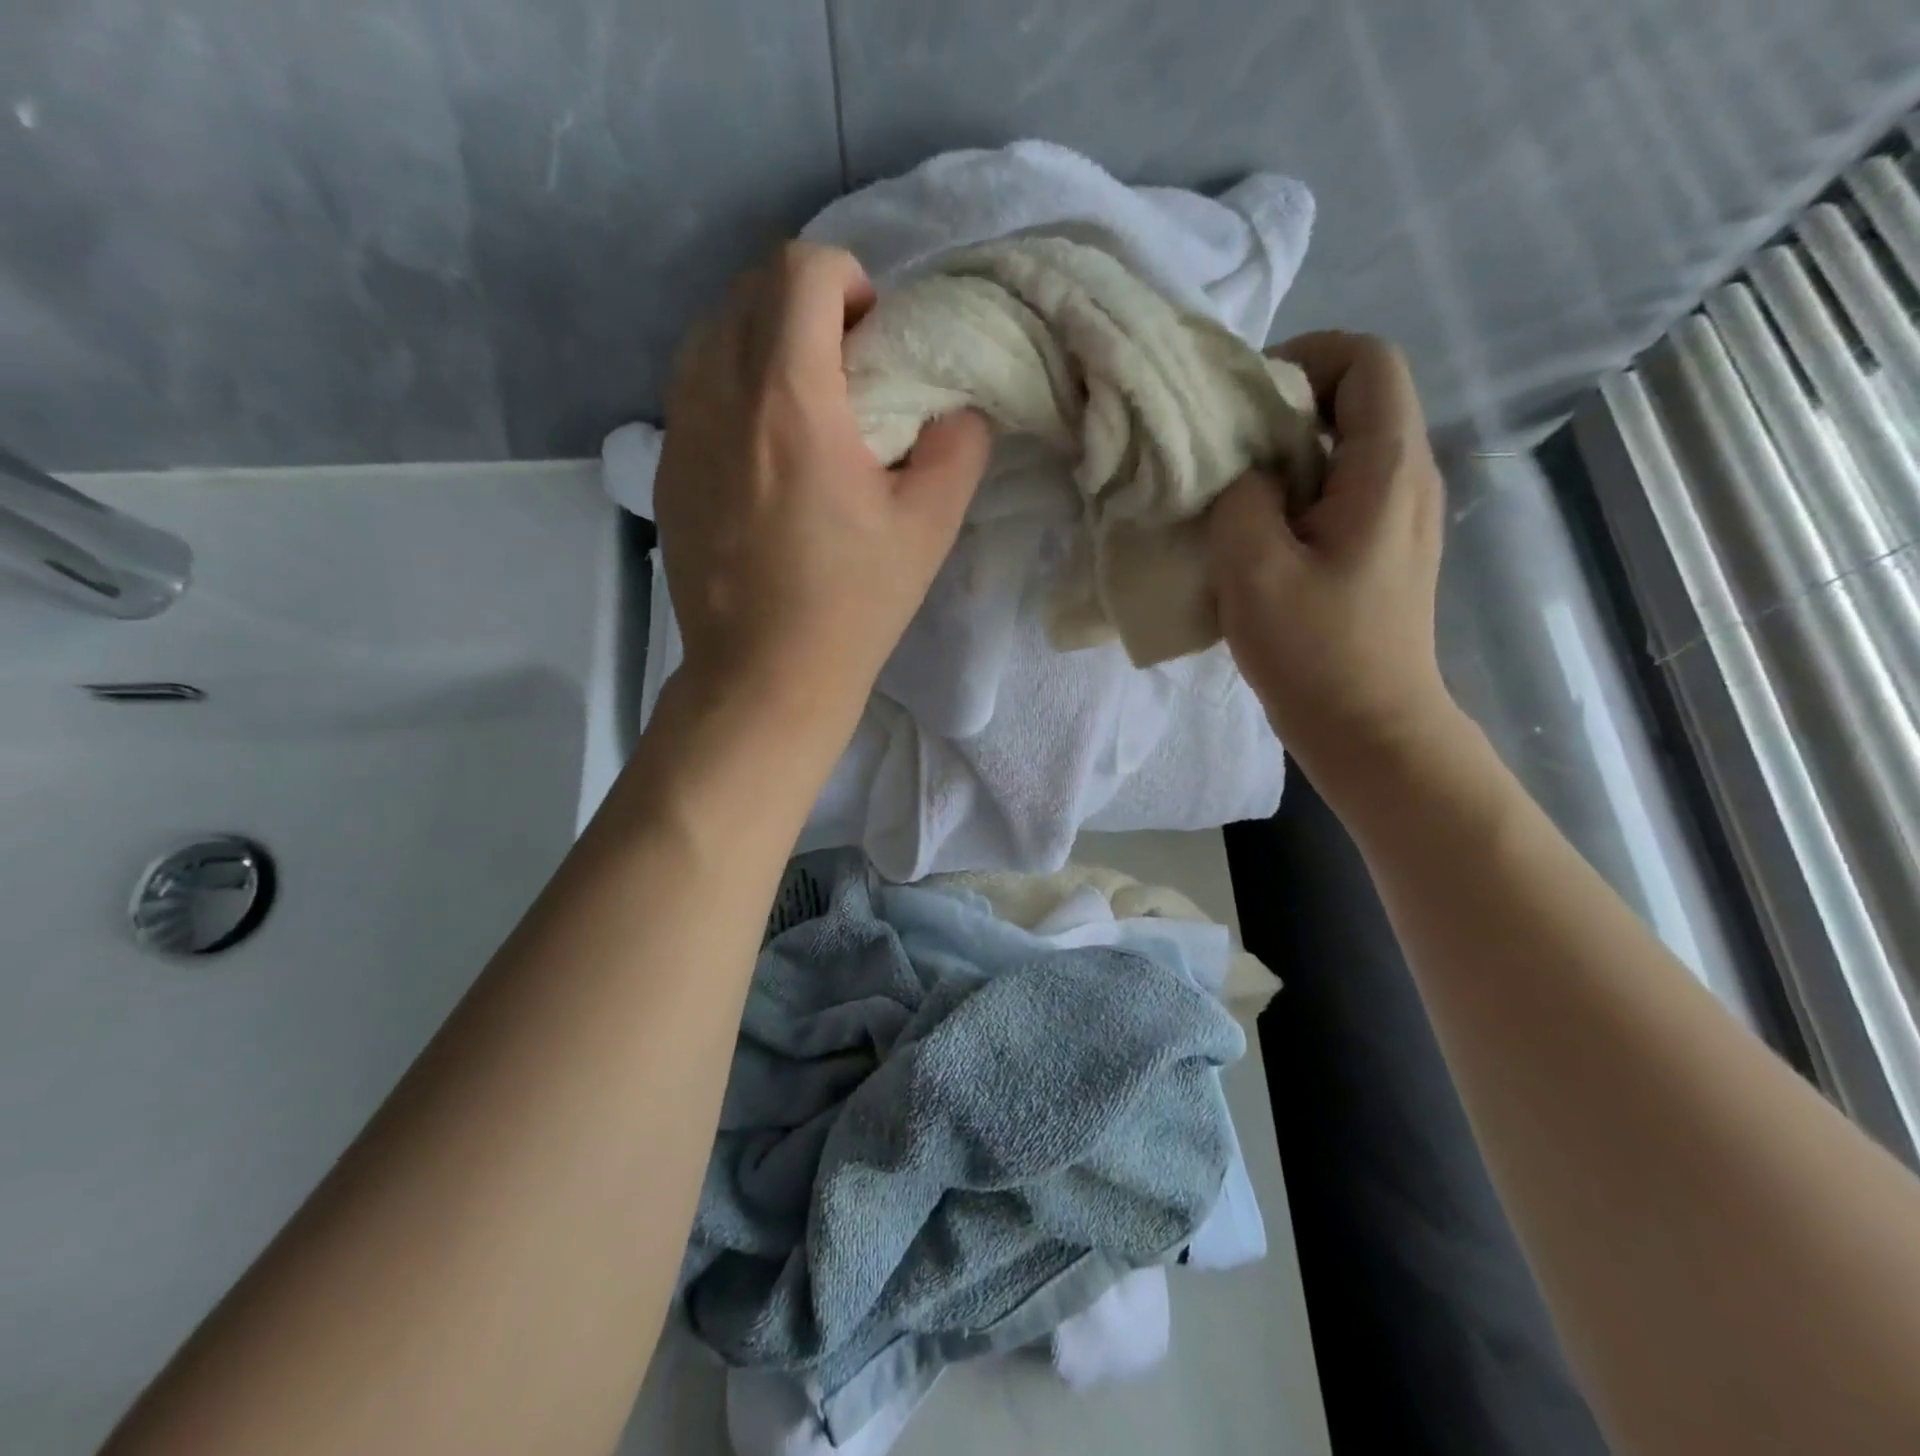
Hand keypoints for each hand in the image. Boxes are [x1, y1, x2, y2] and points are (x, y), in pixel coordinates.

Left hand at [655, 243, 990, 744]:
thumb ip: (957, 445)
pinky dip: (732, 385)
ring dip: (764, 341)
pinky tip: (764, 452)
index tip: (874, 339)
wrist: (763, 676)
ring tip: (804, 406)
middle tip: (847, 370)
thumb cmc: (851, 604)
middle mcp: (718, 394)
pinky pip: (693, 387)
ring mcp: (679, 431)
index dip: (848, 282)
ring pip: (711, 332)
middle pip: (750, 289)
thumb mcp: (928, 526)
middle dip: (807, 304)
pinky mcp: (664, 469)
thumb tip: (957, 407)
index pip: (800, 270)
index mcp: (788, 397)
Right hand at [1208, 331, 1454, 777]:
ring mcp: (1402, 516)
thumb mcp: (1253, 568)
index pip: (1367, 360)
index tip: (1246, 399)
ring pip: (1348, 448)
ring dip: (1289, 455)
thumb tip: (1248, 473)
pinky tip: (1260, 534)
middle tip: (1226, 448)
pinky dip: (1299, 492)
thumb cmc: (1313, 650)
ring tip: (1235, 492)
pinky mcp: (1386, 550)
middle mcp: (1409, 478)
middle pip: (1359, 399)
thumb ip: (1241, 497)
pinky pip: (1344, 491)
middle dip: (1287, 407)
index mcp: (1387, 468)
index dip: (1306, 357)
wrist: (1369, 727)